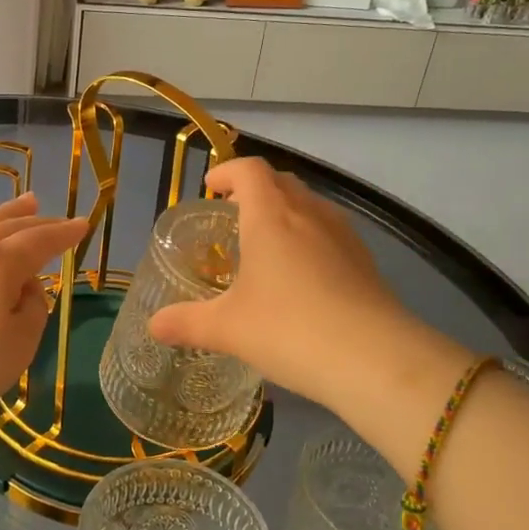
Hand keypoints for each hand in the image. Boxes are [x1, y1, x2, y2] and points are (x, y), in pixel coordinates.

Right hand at [146, 159, 469, 441]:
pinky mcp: (366, 261)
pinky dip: (310, 238)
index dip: (227, 172)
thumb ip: (186, 323)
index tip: (211, 189)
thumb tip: (153, 326)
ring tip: (267, 245)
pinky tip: (303, 277)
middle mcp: (309, 214)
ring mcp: (343, 235)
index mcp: (271, 216)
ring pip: (310, 205)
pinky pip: (331, 232)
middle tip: (233, 216)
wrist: (375, 359)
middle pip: (281, 182)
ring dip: (286, 212)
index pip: (249, 170)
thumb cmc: (289, 329)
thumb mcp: (228, 329)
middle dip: (255, 190)